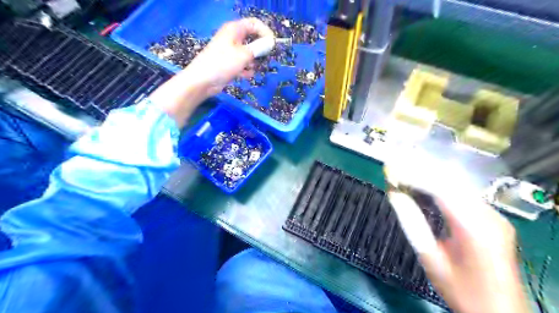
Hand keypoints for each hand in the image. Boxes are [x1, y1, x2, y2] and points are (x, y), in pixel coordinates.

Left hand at [149, 17, 274, 127]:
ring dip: (253, 62)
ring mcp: (231, 51)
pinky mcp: (230, 63)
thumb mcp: (244, 55)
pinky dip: (246, 69)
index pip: (254, 24)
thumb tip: (271, 42)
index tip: (272, 45)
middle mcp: (233, 38)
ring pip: (249, 53)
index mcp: (234, 30)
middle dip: (259, 50)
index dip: (265, 32)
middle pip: (253, 39)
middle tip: (264, 59)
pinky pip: (243, 63)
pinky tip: (245, 75)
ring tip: (251, 69)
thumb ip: (259, 48)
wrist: (203, 81)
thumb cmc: (222, 64)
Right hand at [385, 157, 528, 312]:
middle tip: (395, 162)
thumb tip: (394, 194)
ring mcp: (493, 214)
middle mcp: (489, 215)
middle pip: (451, 180)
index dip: (414, 175)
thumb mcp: (431, 258)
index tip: (391, 169)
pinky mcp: (491, 217)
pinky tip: (423, 181)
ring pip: (457, 183)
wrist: (499, 312)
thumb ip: (412, 223)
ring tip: (404, 167)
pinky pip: (461, 192)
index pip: (441, 188)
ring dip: (429, 174)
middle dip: (420, 168)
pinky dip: (439, 184)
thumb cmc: (463, 290)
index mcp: (475, 227)